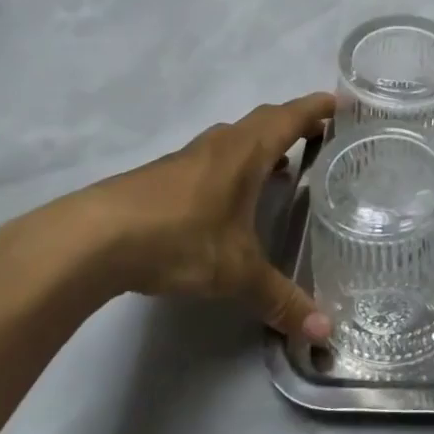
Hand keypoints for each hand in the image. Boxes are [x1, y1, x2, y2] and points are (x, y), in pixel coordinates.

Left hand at [0, 94, 335, 339]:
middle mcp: (221, 145)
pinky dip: (235, 165)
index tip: (341, 102)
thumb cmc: (179, 238)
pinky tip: (232, 198)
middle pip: (265, 120)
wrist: (92, 238)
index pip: (291, 117)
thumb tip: (324, 332)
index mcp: (247, 152)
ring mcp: (188, 157)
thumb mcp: (236, 273)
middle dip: (295, 124)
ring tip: (282, 168)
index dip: (317, 108)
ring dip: (262, 144)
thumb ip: (280, 299)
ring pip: (235, 138)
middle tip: (321, 137)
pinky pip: (213, 157)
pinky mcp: (163, 176)